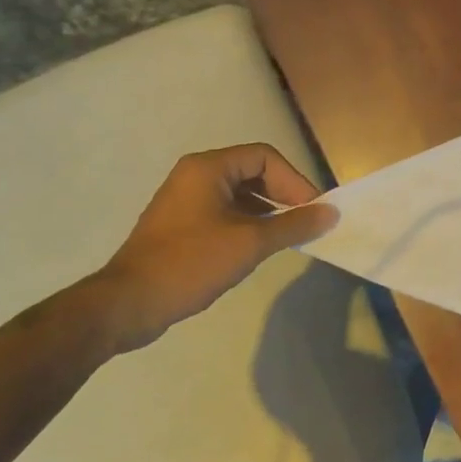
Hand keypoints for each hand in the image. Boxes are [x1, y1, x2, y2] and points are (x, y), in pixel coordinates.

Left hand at [88, 145, 337, 355]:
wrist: (128, 304)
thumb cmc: (190, 263)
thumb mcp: (250, 243)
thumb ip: (294, 225)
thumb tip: (331, 213)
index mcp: (208, 168)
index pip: (265, 157)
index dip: (295, 180)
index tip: (313, 210)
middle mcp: (195, 175)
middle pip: (253, 172)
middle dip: (283, 194)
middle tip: (305, 221)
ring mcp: (185, 200)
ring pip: (240, 194)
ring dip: (268, 210)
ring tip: (288, 235)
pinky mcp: (181, 224)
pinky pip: (225, 211)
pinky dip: (248, 222)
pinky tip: (260, 246)